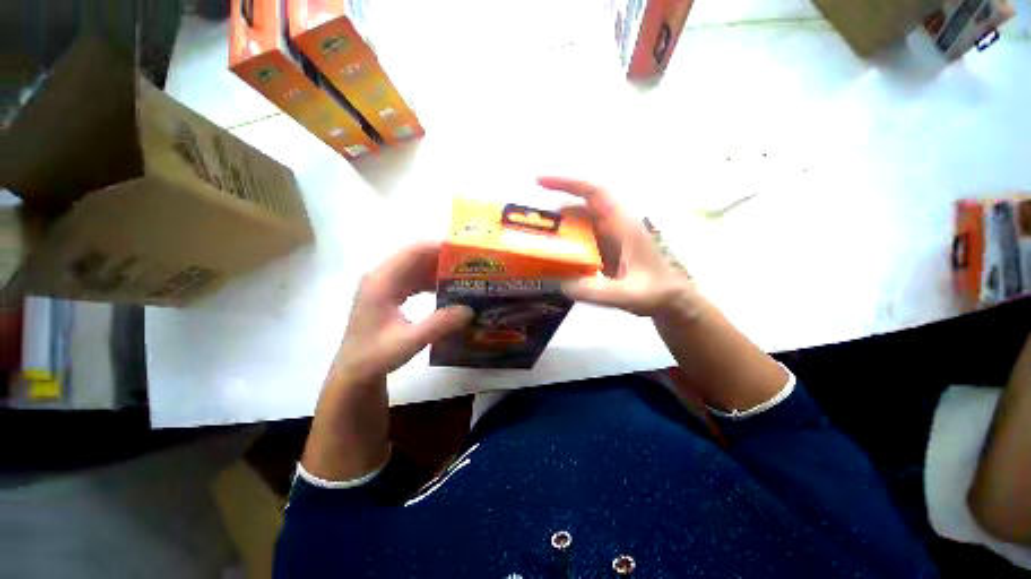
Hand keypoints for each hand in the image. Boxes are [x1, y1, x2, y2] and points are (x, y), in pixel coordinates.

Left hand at [334, 241, 473, 383]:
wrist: (354, 372)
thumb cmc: (375, 356)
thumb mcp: (409, 342)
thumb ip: (439, 324)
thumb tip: (469, 309)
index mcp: (382, 281)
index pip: (413, 251)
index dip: (439, 246)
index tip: (465, 250)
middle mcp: (382, 276)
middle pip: (416, 256)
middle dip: (444, 257)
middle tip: (471, 264)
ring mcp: (386, 284)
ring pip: (417, 267)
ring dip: (439, 269)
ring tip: (465, 275)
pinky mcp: (391, 294)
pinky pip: (416, 279)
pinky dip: (433, 281)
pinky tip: (449, 289)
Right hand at [537, 176, 698, 316]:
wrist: (672, 300)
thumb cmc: (656, 292)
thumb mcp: (627, 294)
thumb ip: (595, 291)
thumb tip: (560, 284)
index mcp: (623, 224)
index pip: (594, 192)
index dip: (568, 182)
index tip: (539, 181)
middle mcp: (615, 224)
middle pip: (580, 209)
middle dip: (555, 216)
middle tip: (531, 230)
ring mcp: (610, 237)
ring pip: (579, 225)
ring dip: (560, 232)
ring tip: (538, 246)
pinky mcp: (606, 249)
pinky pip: (581, 240)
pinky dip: (567, 246)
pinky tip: (555, 260)